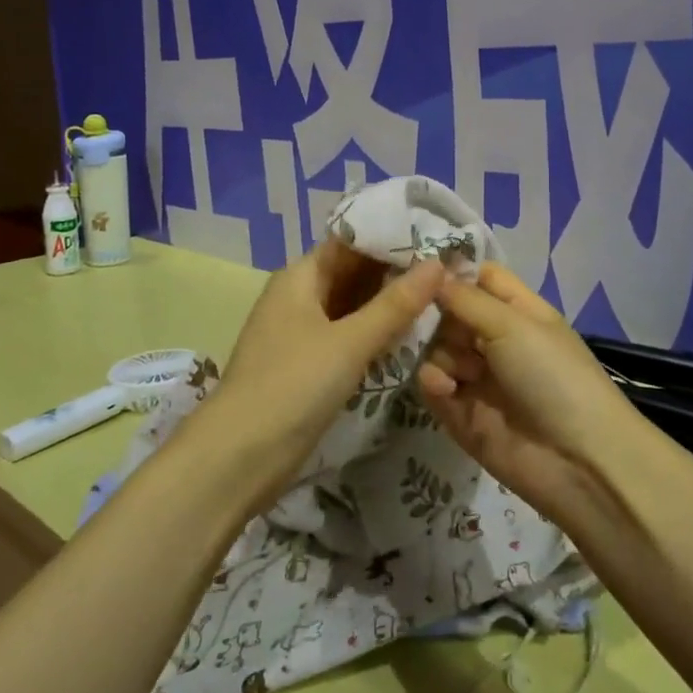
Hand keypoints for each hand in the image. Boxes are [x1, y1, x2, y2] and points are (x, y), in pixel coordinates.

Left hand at [209, 239, 444, 458]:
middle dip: (397, 271)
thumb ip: (395, 304)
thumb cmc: (292, 384)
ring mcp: (304, 331)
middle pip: (354, 272)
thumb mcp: (349, 341)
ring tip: (443, 296)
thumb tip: (438, 263)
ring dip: (390, 303)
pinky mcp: (310, 364)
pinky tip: (413, 334)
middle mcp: (301, 296)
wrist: (240, 456)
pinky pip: (350, 335)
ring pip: (354, 305)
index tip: (438, 236)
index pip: (352, 241)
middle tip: (452, 269)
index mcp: (301, 275)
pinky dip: (377, 332)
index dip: (393, 236)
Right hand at [415, 263, 636, 521]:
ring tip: (455, 368)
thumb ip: (466, 298)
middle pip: (450, 313)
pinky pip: (435, 386)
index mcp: (518, 312)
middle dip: (435, 315)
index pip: (480, 278)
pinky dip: (434, 382)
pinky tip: (444, 387)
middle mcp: (497, 341)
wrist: (578, 460)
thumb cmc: (552, 375)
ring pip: (437, 349)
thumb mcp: (513, 324)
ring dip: (437, 352)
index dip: (451, 271)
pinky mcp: (463, 415)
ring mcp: (479, 379)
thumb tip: (431, 273)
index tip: (416, 268)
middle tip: (425, 320)